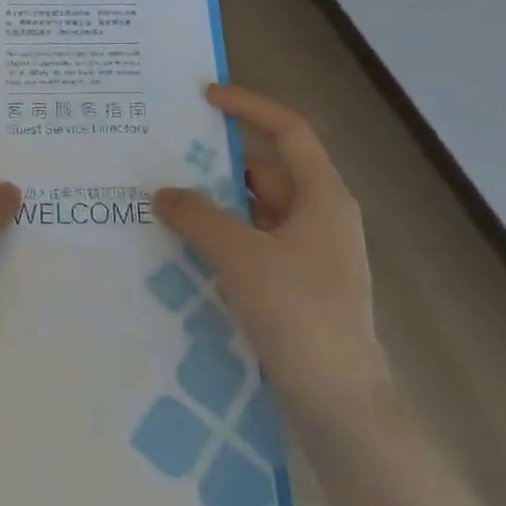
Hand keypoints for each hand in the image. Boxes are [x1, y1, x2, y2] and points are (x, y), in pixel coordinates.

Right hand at [154, 83, 388, 418]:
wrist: (342, 408)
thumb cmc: (300, 316)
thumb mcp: (242, 257)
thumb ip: (199, 217)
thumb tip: (164, 192)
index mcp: (323, 198)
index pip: (289, 131)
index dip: (250, 107)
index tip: (206, 97)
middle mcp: (319, 218)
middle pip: (265, 171)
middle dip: (217, 162)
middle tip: (166, 155)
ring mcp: (308, 256)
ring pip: (254, 212)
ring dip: (215, 205)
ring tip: (163, 199)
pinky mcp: (294, 287)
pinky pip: (251, 245)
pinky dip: (221, 238)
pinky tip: (183, 247)